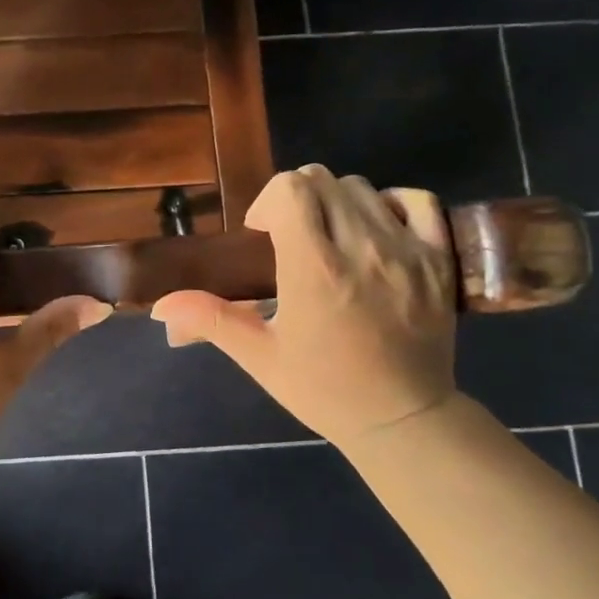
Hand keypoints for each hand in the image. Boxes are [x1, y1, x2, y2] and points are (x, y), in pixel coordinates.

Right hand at [150, 166, 458, 446]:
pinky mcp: (439, 259)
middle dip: (296, 199)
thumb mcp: (259, 356)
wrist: (401, 418)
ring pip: (362, 187)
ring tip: (330, 239)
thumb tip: (160, 307)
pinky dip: (390, 204)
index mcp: (314, 270)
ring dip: (335, 203)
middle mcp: (362, 248)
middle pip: (323, 180)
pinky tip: (375, 230)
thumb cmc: (323, 389)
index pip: (291, 189)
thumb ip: (209, 319)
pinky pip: (417, 201)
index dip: (268, 202)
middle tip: (290, 237)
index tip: (263, 235)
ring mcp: (407, 250)